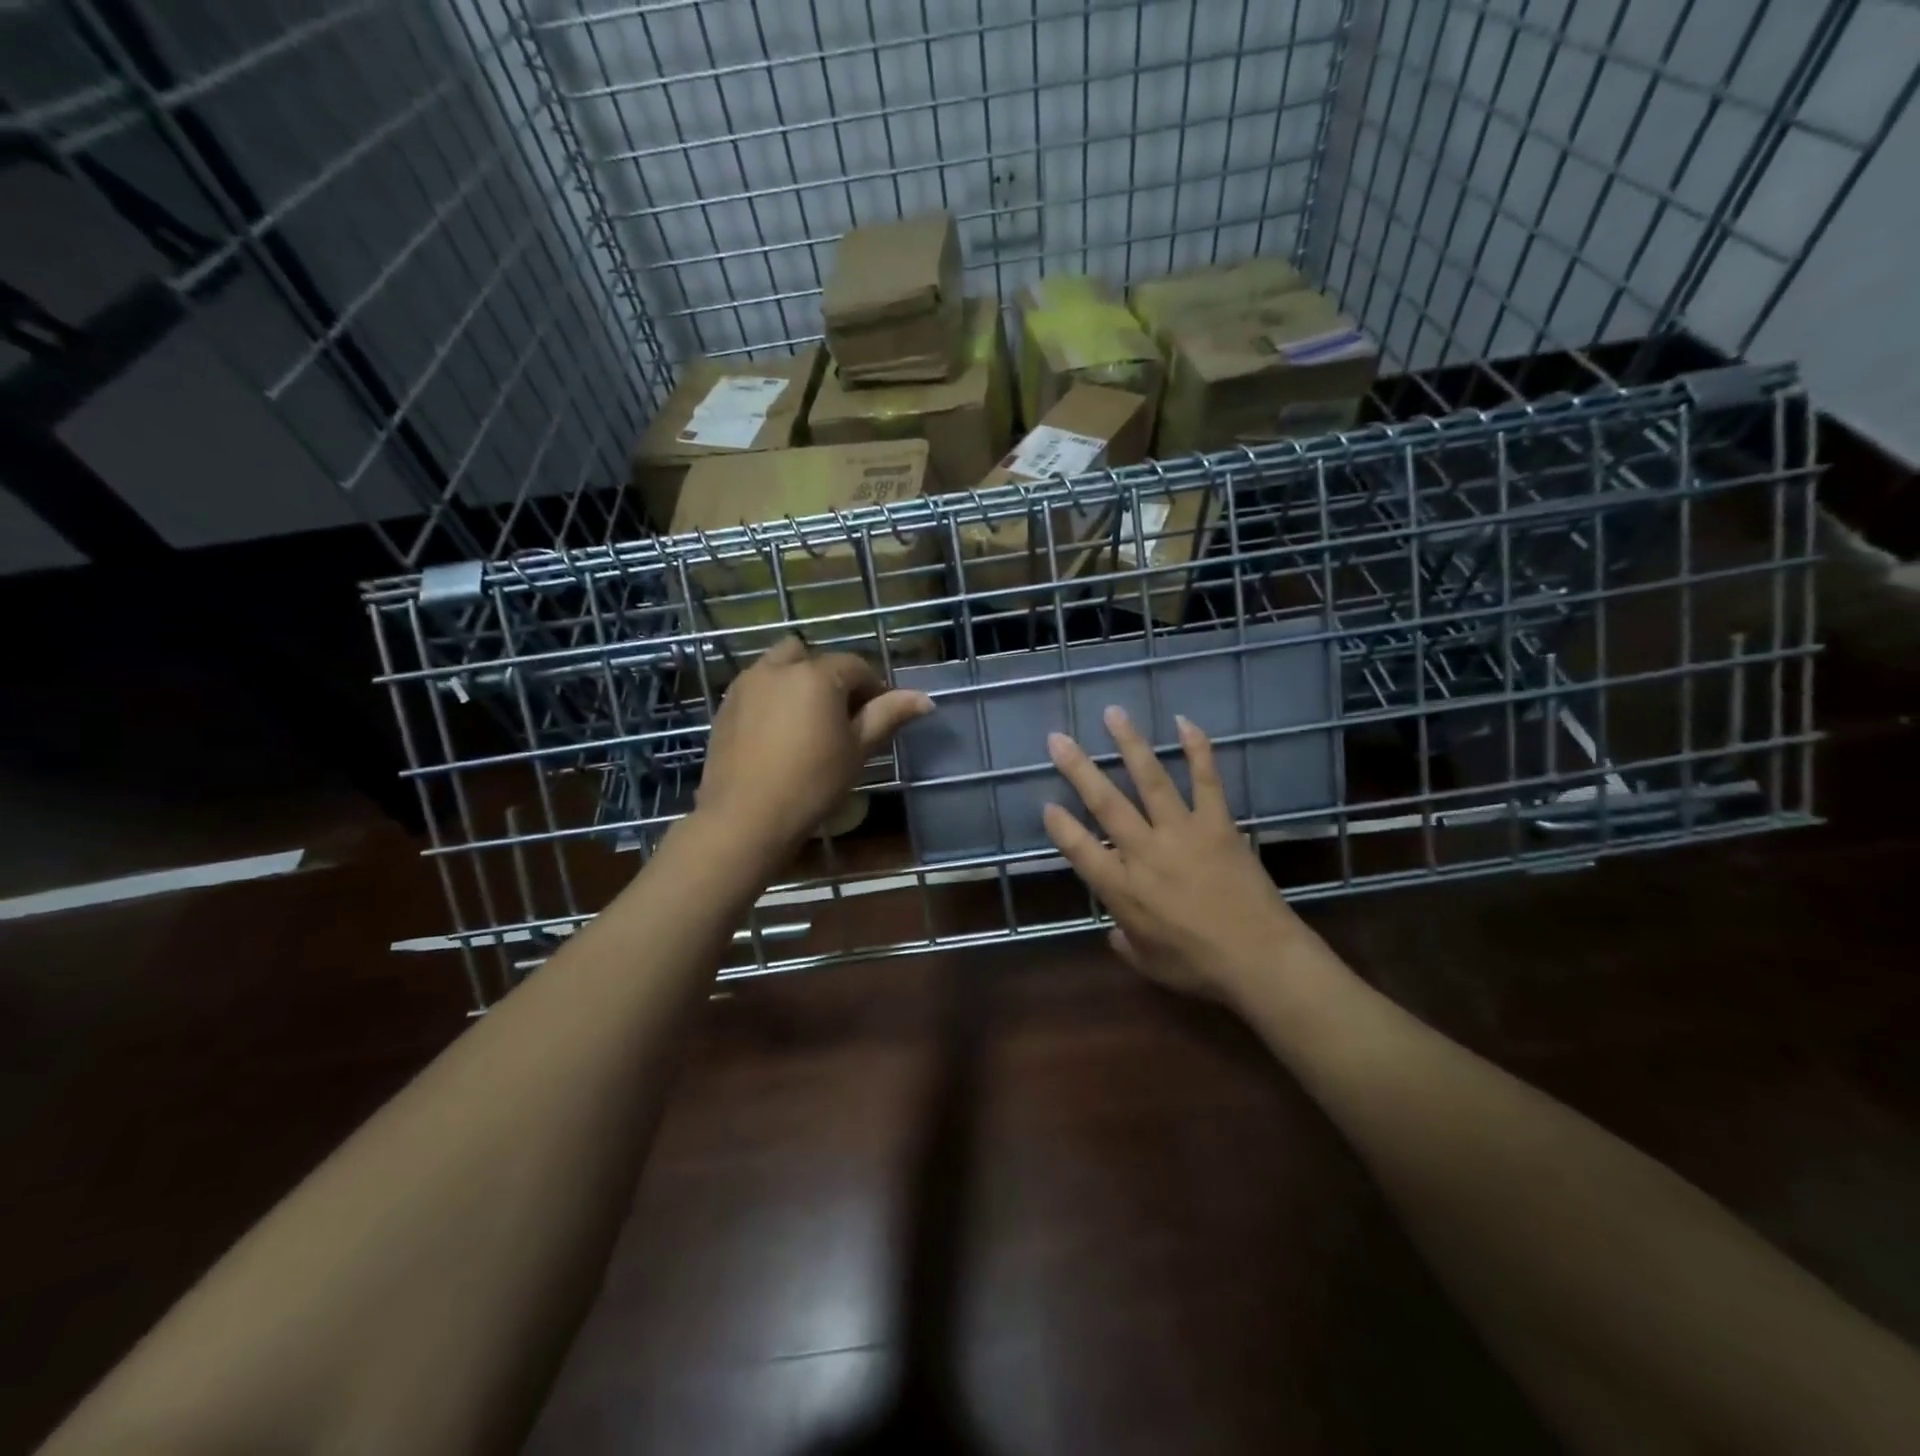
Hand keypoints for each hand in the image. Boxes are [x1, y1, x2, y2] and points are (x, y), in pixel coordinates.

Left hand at [697, 635, 932, 850]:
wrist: (745, 817)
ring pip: (779, 667)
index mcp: (816, 674)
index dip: (873, 688)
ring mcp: (746, 685)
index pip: (856, 666)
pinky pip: (756, 688)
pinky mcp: (725, 707)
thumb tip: (925, 698)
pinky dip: (772, 699)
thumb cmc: (813, 782)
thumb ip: (888, 715)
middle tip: (840, 715)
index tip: (878, 717)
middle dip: (829, 677)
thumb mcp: (858, 750)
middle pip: (812, 657)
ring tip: (806, 722)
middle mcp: (778, 668)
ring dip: (797, 682)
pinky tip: (777, 736)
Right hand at [1042, 706, 1309, 1002]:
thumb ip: (1124, 943)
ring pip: (1150, 780)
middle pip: (1105, 803)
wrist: (1260, 960)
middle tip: (1057, 738)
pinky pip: (1206, 780)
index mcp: (1122, 889)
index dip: (1060, 826)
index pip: (1079, 850)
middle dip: (1078, 769)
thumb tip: (1112, 931)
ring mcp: (1181, 832)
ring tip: (1113, 714)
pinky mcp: (1217, 824)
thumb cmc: (1198, 967)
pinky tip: (1185, 722)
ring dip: (1129, 744)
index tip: (1046, 804)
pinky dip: (1197, 750)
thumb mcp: (1149, 964)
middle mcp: (1144, 852)